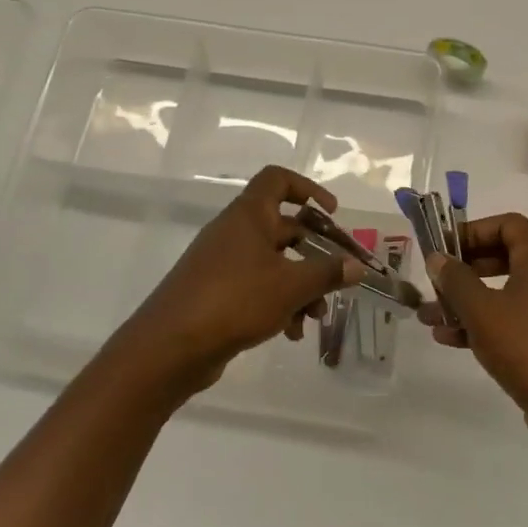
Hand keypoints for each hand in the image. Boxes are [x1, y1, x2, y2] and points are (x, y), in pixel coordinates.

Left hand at [114, 166, 364, 402]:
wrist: (170, 347)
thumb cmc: (235, 301)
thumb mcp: (291, 286)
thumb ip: (327, 273)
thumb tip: (357, 265)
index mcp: (249, 215)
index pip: (277, 179)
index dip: (308, 189)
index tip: (332, 214)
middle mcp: (235, 232)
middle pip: (284, 227)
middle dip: (315, 253)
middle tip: (338, 276)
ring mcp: (223, 262)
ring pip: (274, 263)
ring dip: (300, 287)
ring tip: (316, 318)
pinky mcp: (217, 292)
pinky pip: (257, 287)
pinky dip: (278, 304)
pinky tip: (292, 334)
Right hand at [417, 213, 527, 446]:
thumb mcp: (482, 311)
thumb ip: (456, 280)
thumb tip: (437, 258)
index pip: (508, 224)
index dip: (473, 231)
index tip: (444, 249)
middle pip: (505, 257)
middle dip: (465, 270)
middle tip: (436, 282)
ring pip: (506, 293)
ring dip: (468, 302)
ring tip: (430, 317)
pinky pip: (515, 320)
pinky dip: (486, 323)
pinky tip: (451, 340)